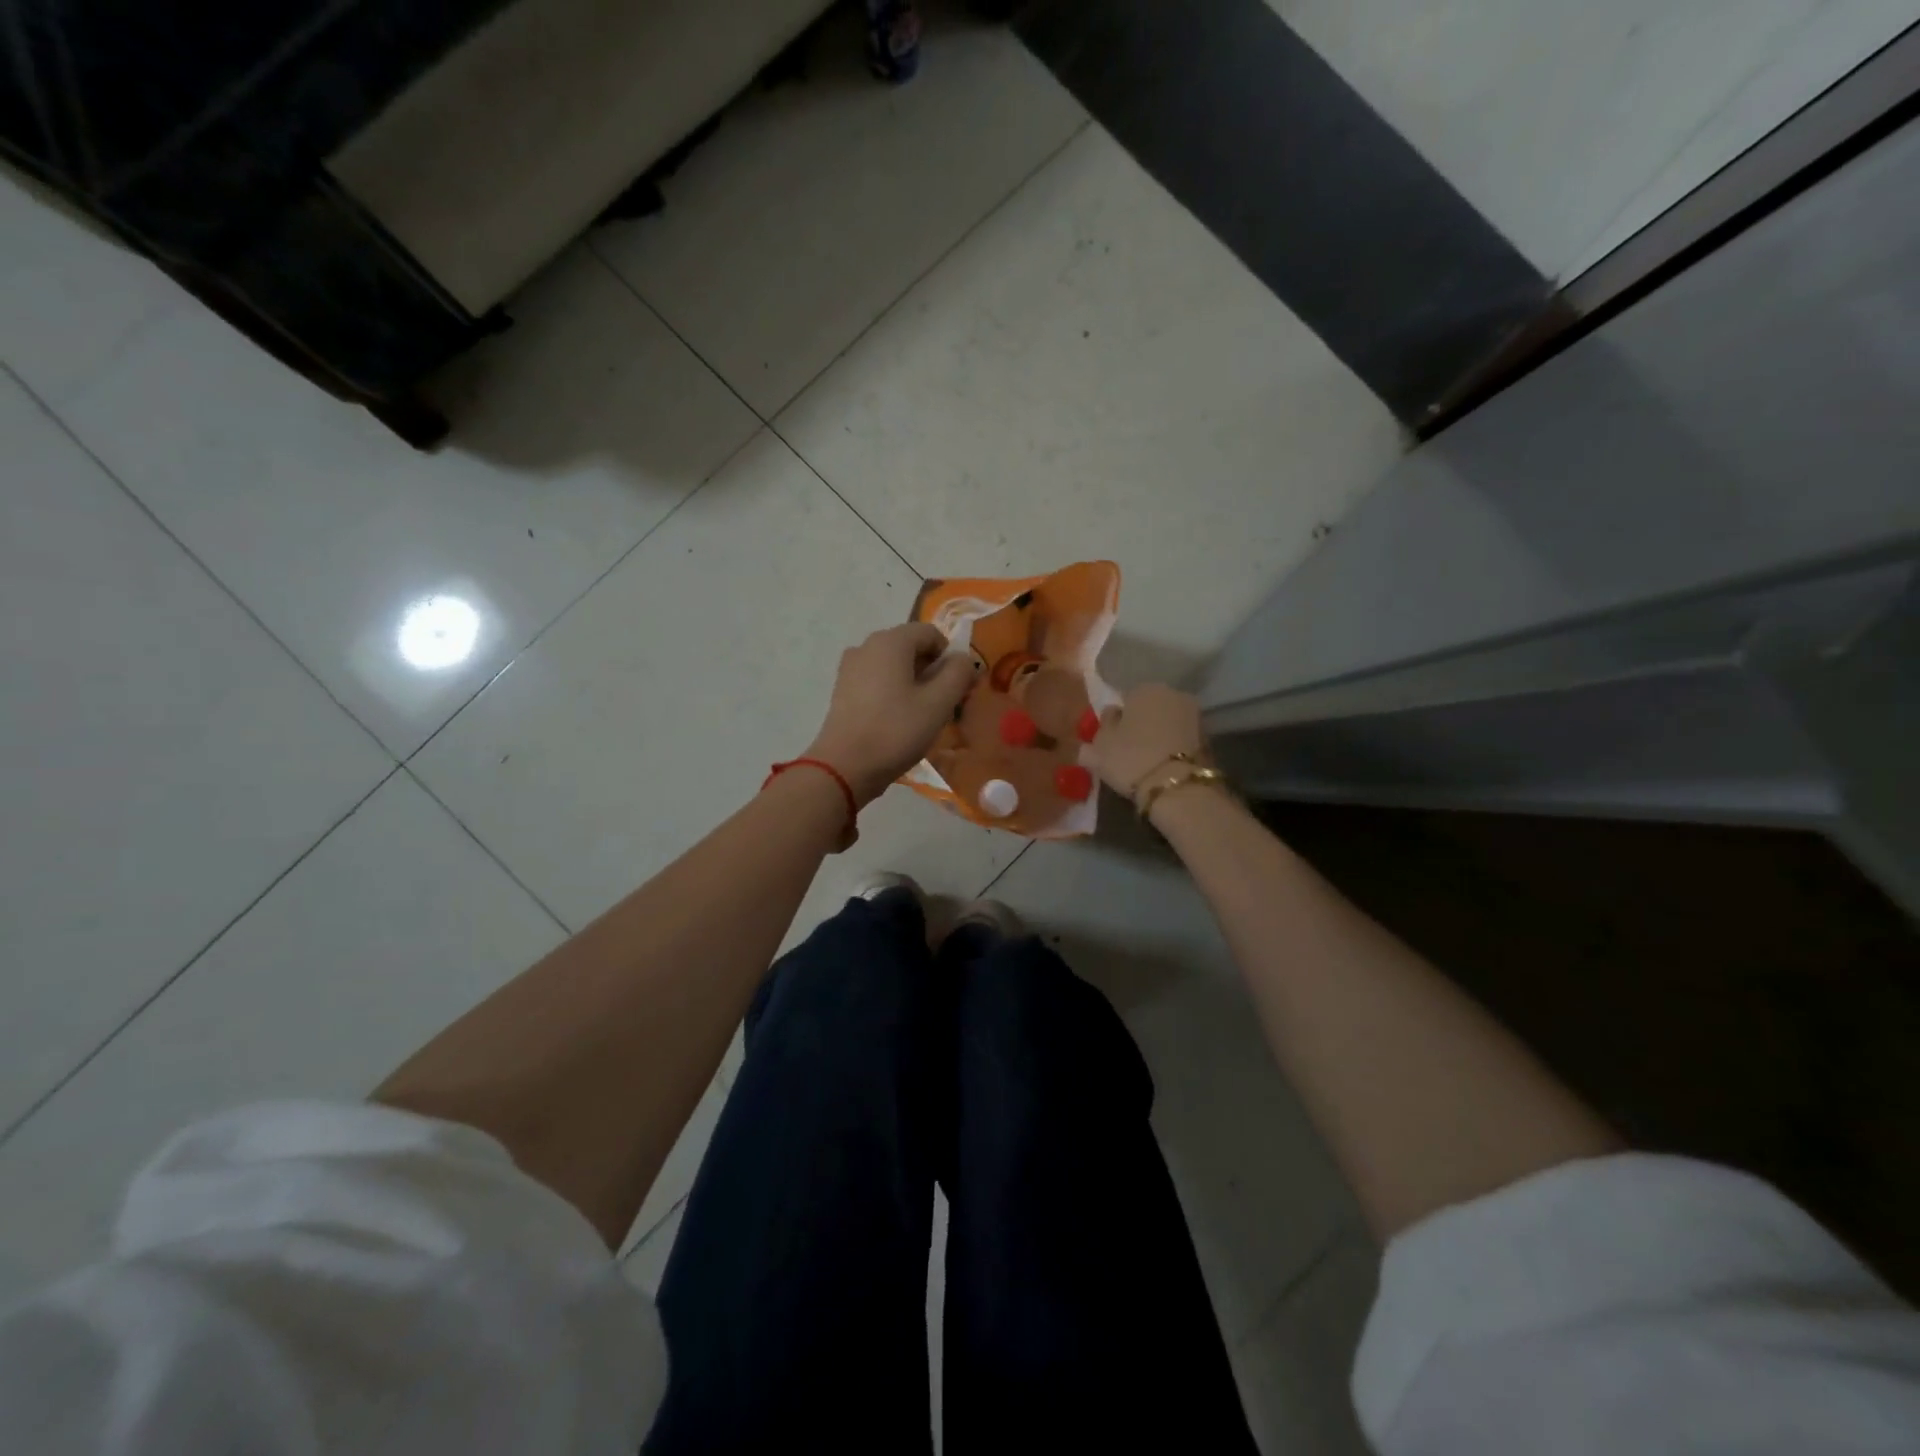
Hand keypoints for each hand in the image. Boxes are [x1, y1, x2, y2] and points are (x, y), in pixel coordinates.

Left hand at [805, 623, 975, 805]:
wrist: (844, 767)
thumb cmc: (896, 731)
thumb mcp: (938, 703)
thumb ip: (958, 673)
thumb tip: (964, 659)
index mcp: (891, 641)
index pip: (932, 633)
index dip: (951, 657)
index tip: (957, 688)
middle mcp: (867, 645)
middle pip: (912, 647)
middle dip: (933, 671)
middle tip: (943, 705)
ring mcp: (851, 667)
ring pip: (894, 666)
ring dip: (914, 683)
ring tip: (921, 716)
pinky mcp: (843, 689)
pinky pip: (877, 680)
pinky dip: (893, 692)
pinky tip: (897, 721)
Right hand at [1089, 684, 1207, 801]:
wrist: (1179, 788)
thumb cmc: (1131, 759)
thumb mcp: (1100, 746)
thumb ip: (1103, 725)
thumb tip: (1111, 714)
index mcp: (1144, 688)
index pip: (1125, 698)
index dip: (1117, 719)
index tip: (1112, 738)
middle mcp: (1173, 693)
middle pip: (1150, 707)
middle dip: (1141, 723)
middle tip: (1129, 749)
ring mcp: (1195, 714)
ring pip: (1168, 722)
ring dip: (1159, 734)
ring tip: (1147, 760)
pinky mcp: (1209, 738)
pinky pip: (1182, 739)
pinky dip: (1174, 747)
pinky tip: (1164, 766)